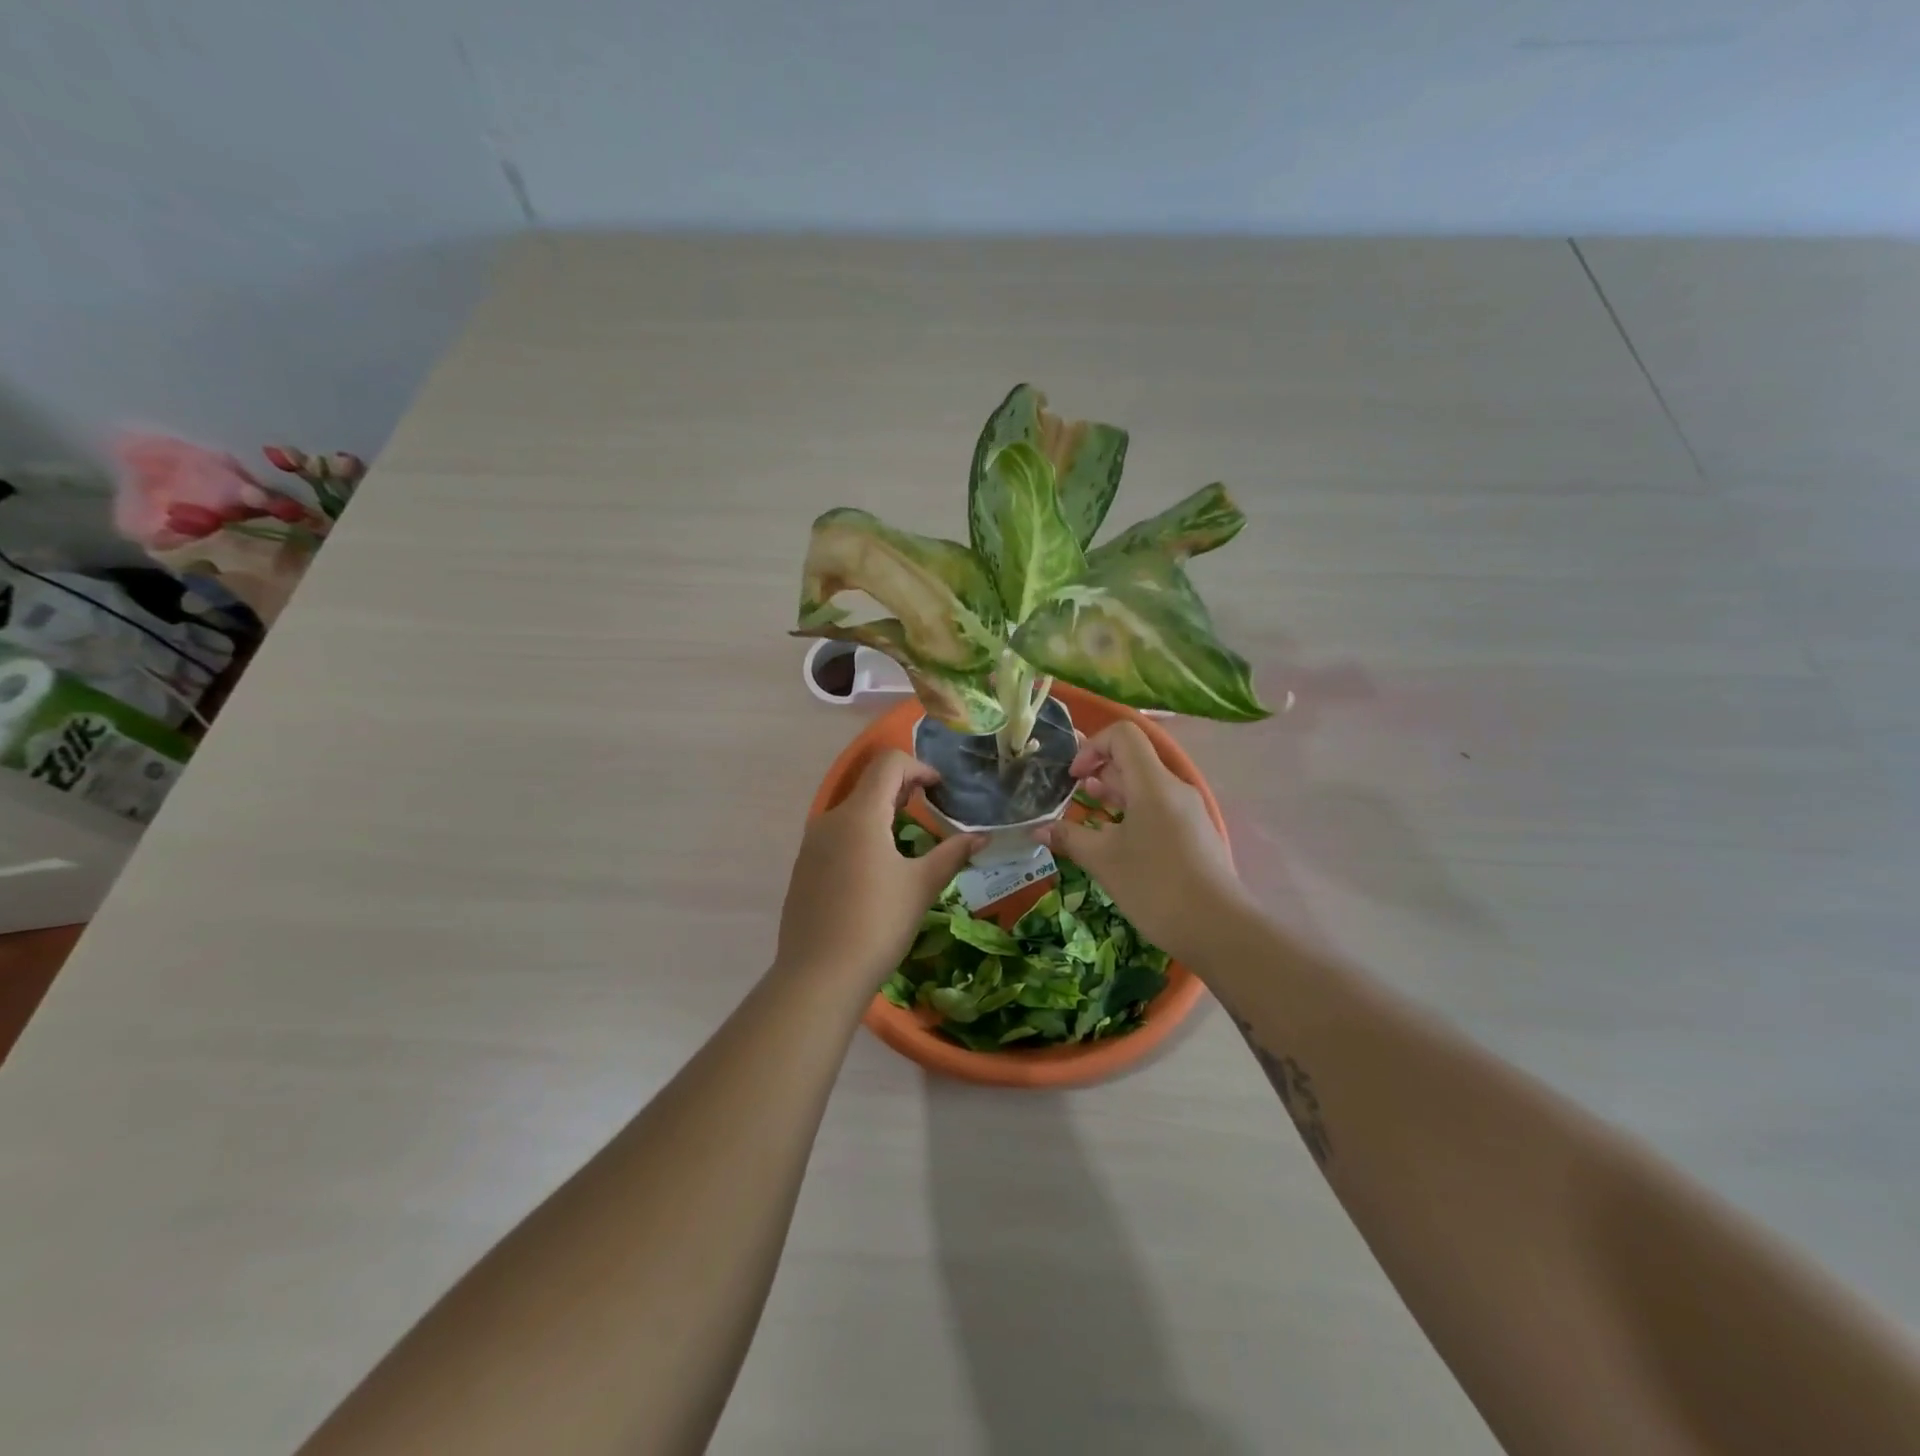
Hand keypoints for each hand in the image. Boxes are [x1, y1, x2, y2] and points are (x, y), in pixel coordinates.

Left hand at [777, 750, 981, 988]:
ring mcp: (812, 844)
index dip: (919, 767)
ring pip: (852, 811)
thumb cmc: (878, 924)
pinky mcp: (804, 868)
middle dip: (903, 790)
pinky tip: (876, 872)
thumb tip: (982, 837)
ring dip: (882, 813)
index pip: (888, 763)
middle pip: (869, 784)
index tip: (940, 792)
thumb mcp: (921, 886)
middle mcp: (830, 819)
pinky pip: (837, 836)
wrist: (819, 976)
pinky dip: (862, 836)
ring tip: (907, 843)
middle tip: (930, 814)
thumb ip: (952, 853)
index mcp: (859, 814)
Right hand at [1036, 721, 1248, 958]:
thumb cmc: (1155, 886)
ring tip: (1089, 815)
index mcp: (1153, 783)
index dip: (1092, 747)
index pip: (1123, 735)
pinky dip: (1133, 813)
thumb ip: (1069, 838)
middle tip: (1072, 795)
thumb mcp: (1103, 860)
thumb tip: (1037, 829)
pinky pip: (1159, 808)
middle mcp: (1174, 788)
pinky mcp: (1195, 834)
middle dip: (1099, 771)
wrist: (1219, 929)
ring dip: (1115, 793)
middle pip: (1134, 760)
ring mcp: (1189, 811)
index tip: (1073, 778)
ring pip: (1146, 786)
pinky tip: (1117, 841)